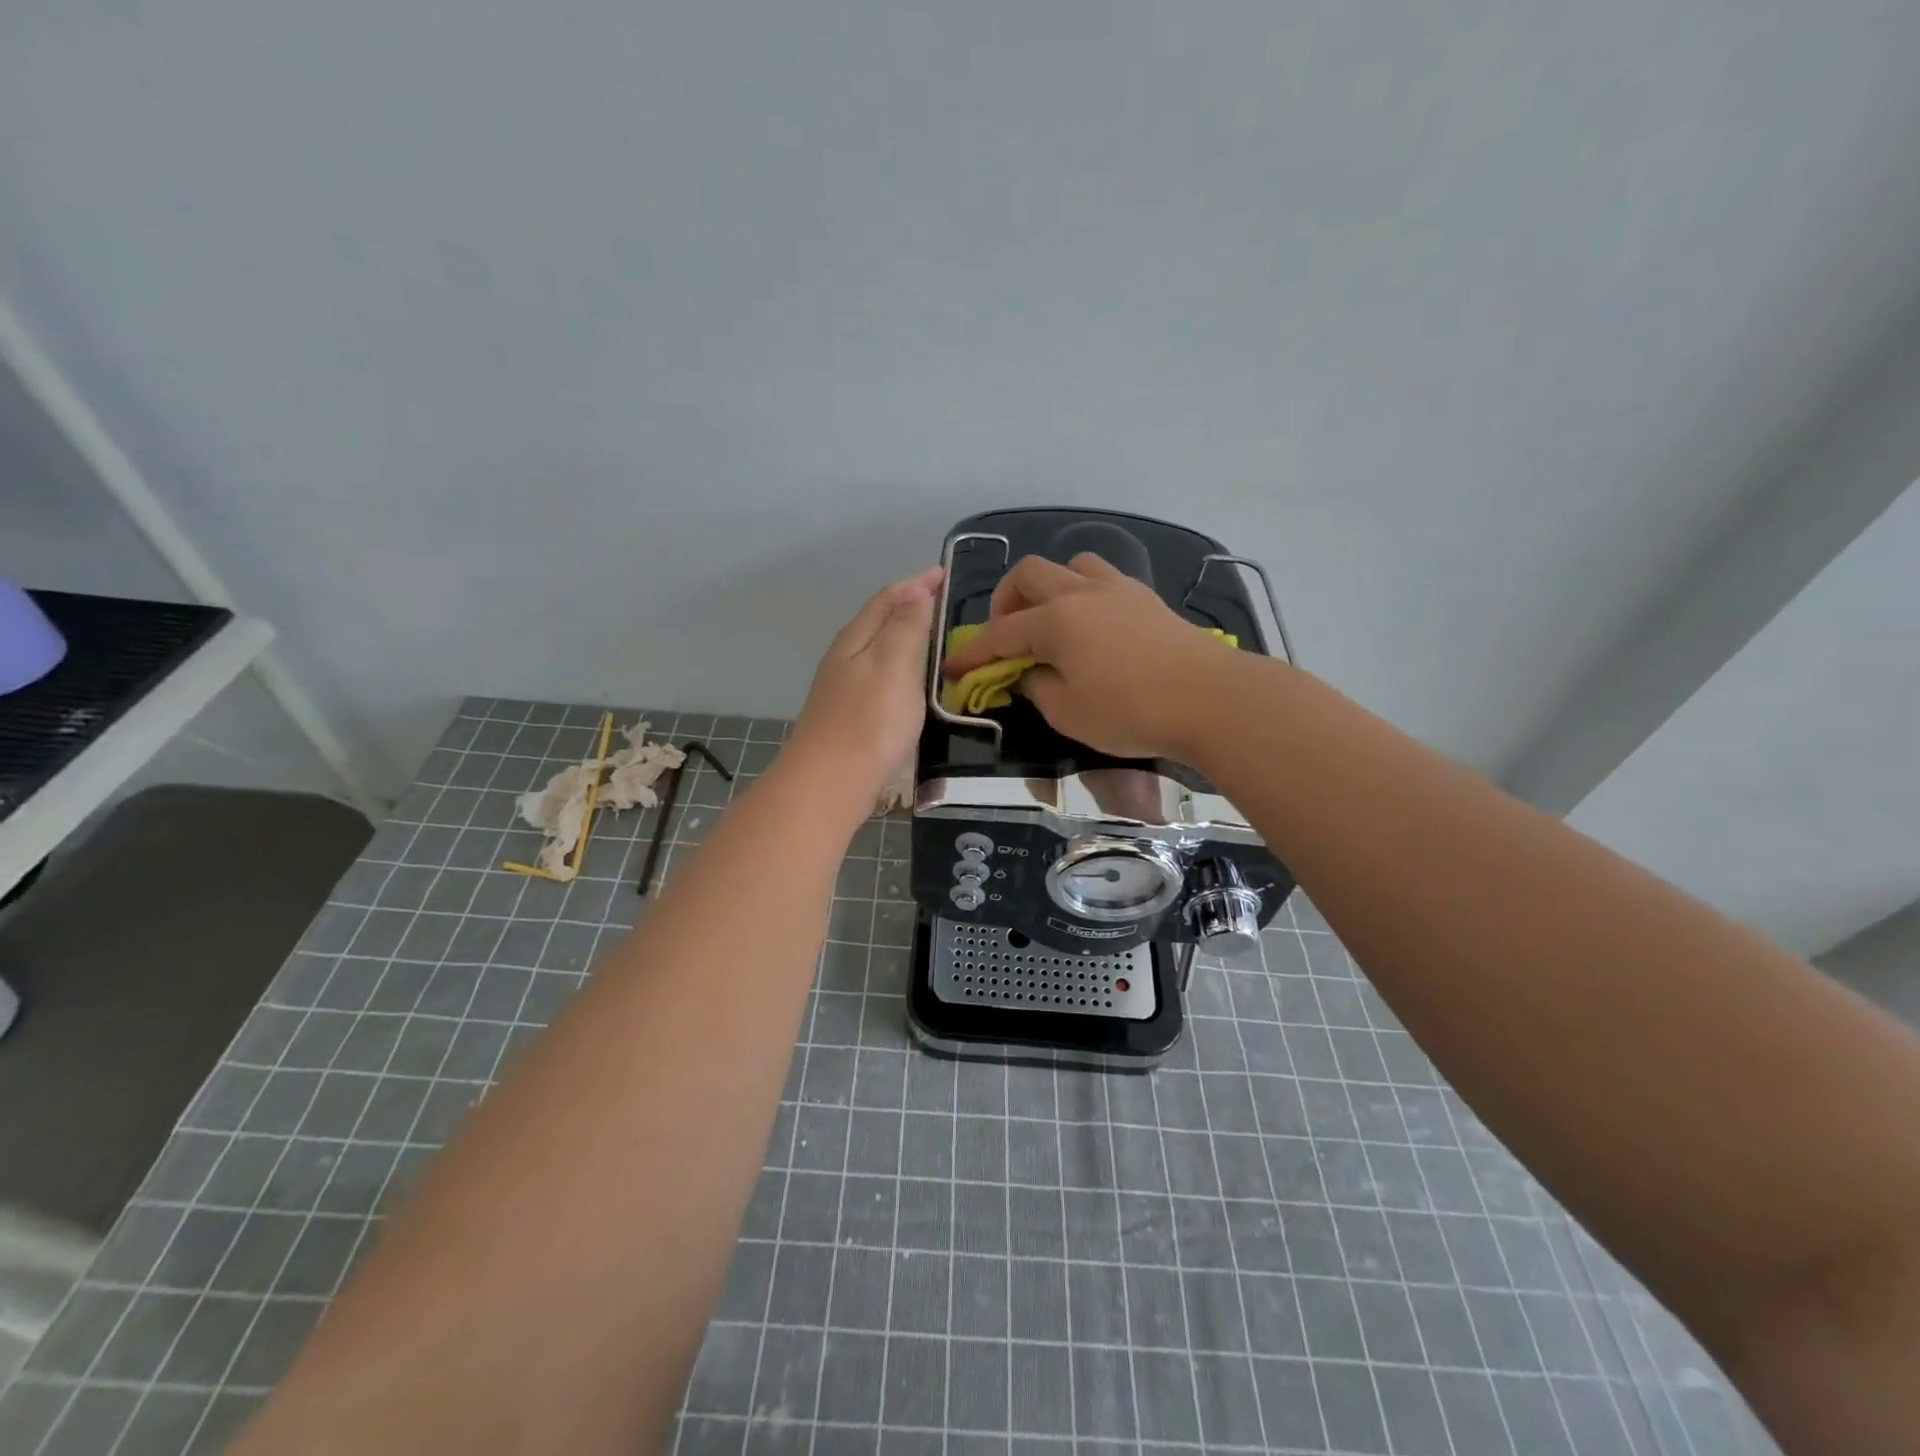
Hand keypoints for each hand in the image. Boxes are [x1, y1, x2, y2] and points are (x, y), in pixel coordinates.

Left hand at [787, 566, 941, 801]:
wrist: (829, 783)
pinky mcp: (849, 717)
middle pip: (879, 622)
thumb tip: (915, 591)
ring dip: (904, 638)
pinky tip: (912, 685)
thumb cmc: (869, 721)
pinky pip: (880, 678)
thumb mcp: (894, 664)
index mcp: (856, 639)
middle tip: (943, 603)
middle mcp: (845, 658)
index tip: (944, 573)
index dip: (916, 584)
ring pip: (878, 651)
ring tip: (934, 639)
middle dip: (910, 607)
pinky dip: (900, 669)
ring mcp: (843, 689)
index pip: (888, 598)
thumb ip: (907, 626)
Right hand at [943, 552, 1242, 759]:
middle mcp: (1081, 592)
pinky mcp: (1147, 599)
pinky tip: (1091, 626)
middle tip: (1005, 635)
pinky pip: (1103, 579)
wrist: (1211, 699)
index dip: (972, 652)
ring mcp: (1118, 589)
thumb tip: (1028, 672)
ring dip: (1050, 587)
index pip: (999, 633)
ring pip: (1071, 565)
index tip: (953, 669)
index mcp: (1055, 620)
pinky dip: (1083, 594)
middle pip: (1029, 575)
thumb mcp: (1068, 712)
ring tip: (1051, 621)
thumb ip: (1037, 688)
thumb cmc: (1131, 711)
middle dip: (1005, 601)